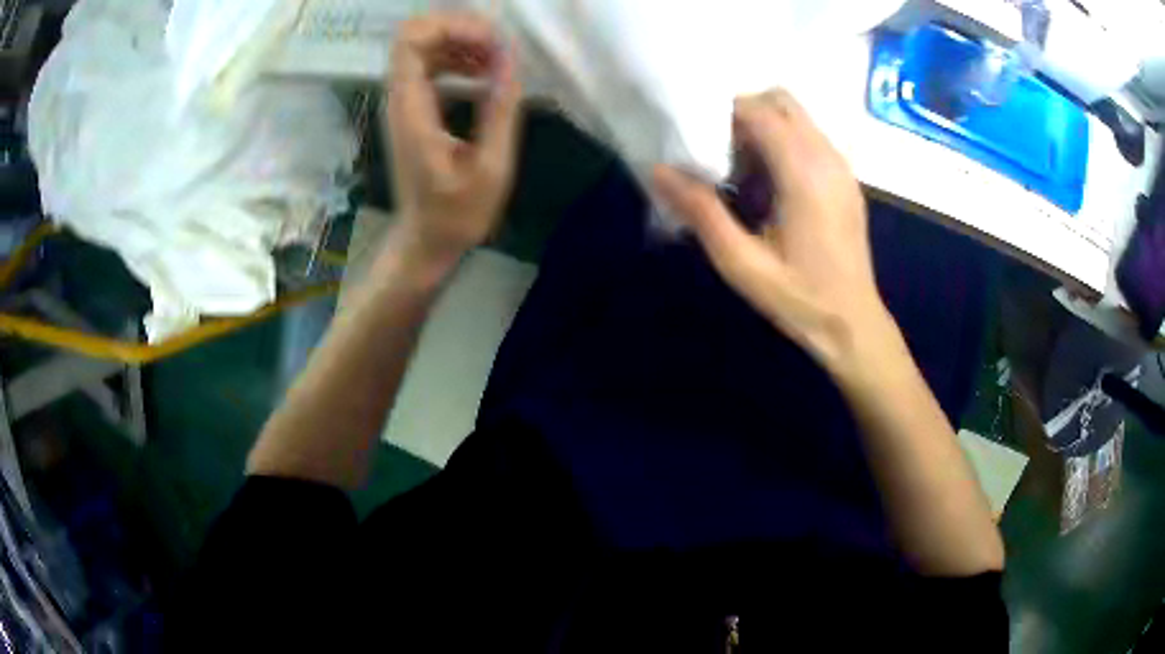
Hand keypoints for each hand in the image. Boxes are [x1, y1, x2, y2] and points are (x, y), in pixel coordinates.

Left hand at [385, 14, 522, 273]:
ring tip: (500, 63)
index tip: (492, 43)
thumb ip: (501, 110)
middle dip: (461, 31)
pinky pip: (431, 65)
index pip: (412, 40)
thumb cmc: (456, 214)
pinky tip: (487, 75)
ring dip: (464, 43)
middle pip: (417, 35)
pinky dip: (460, 59)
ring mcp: (405, 102)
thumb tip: (510, 60)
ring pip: (425, 47)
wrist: (426, 240)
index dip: (452, 27)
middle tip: (500, 50)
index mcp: (412, 109)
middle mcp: (401, 98)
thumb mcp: (491, 168)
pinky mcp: (414, 108)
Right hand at [653, 89, 890, 367]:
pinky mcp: (846, 179)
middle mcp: (827, 157)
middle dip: (743, 112)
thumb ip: (701, 212)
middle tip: (718, 149)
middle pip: (780, 100)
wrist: (853, 325)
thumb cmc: (800, 299)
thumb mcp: (742, 263)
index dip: (721, 113)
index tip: (695, 136)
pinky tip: (768, 183)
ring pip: (797, 116)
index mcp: (804, 172)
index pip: (758, 110)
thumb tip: (659, 171)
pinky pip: (810, 137)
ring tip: (740, 168)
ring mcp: (842, 166)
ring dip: (764, 126)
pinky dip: (783, 141)